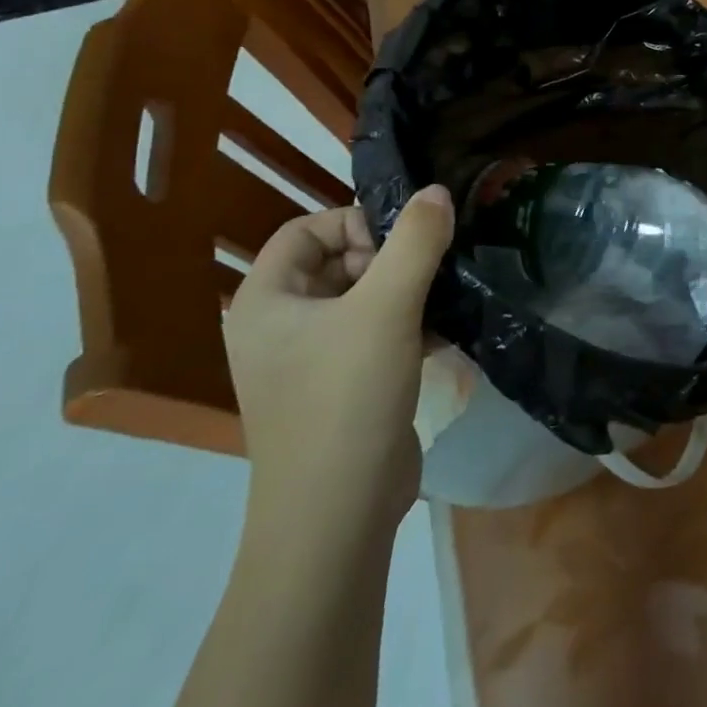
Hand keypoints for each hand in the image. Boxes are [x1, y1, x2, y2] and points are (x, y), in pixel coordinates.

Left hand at [224, 187, 453, 526]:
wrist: (339, 516)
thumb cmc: (347, 398)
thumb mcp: (387, 307)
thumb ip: (416, 241)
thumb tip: (436, 191)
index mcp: (265, 301)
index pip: (305, 230)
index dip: (353, 223)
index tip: (399, 245)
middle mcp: (277, 326)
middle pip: (336, 260)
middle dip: (387, 258)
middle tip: (423, 275)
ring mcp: (307, 360)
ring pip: (360, 297)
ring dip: (403, 290)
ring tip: (441, 297)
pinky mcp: (339, 386)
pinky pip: (372, 332)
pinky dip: (405, 323)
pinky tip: (442, 332)